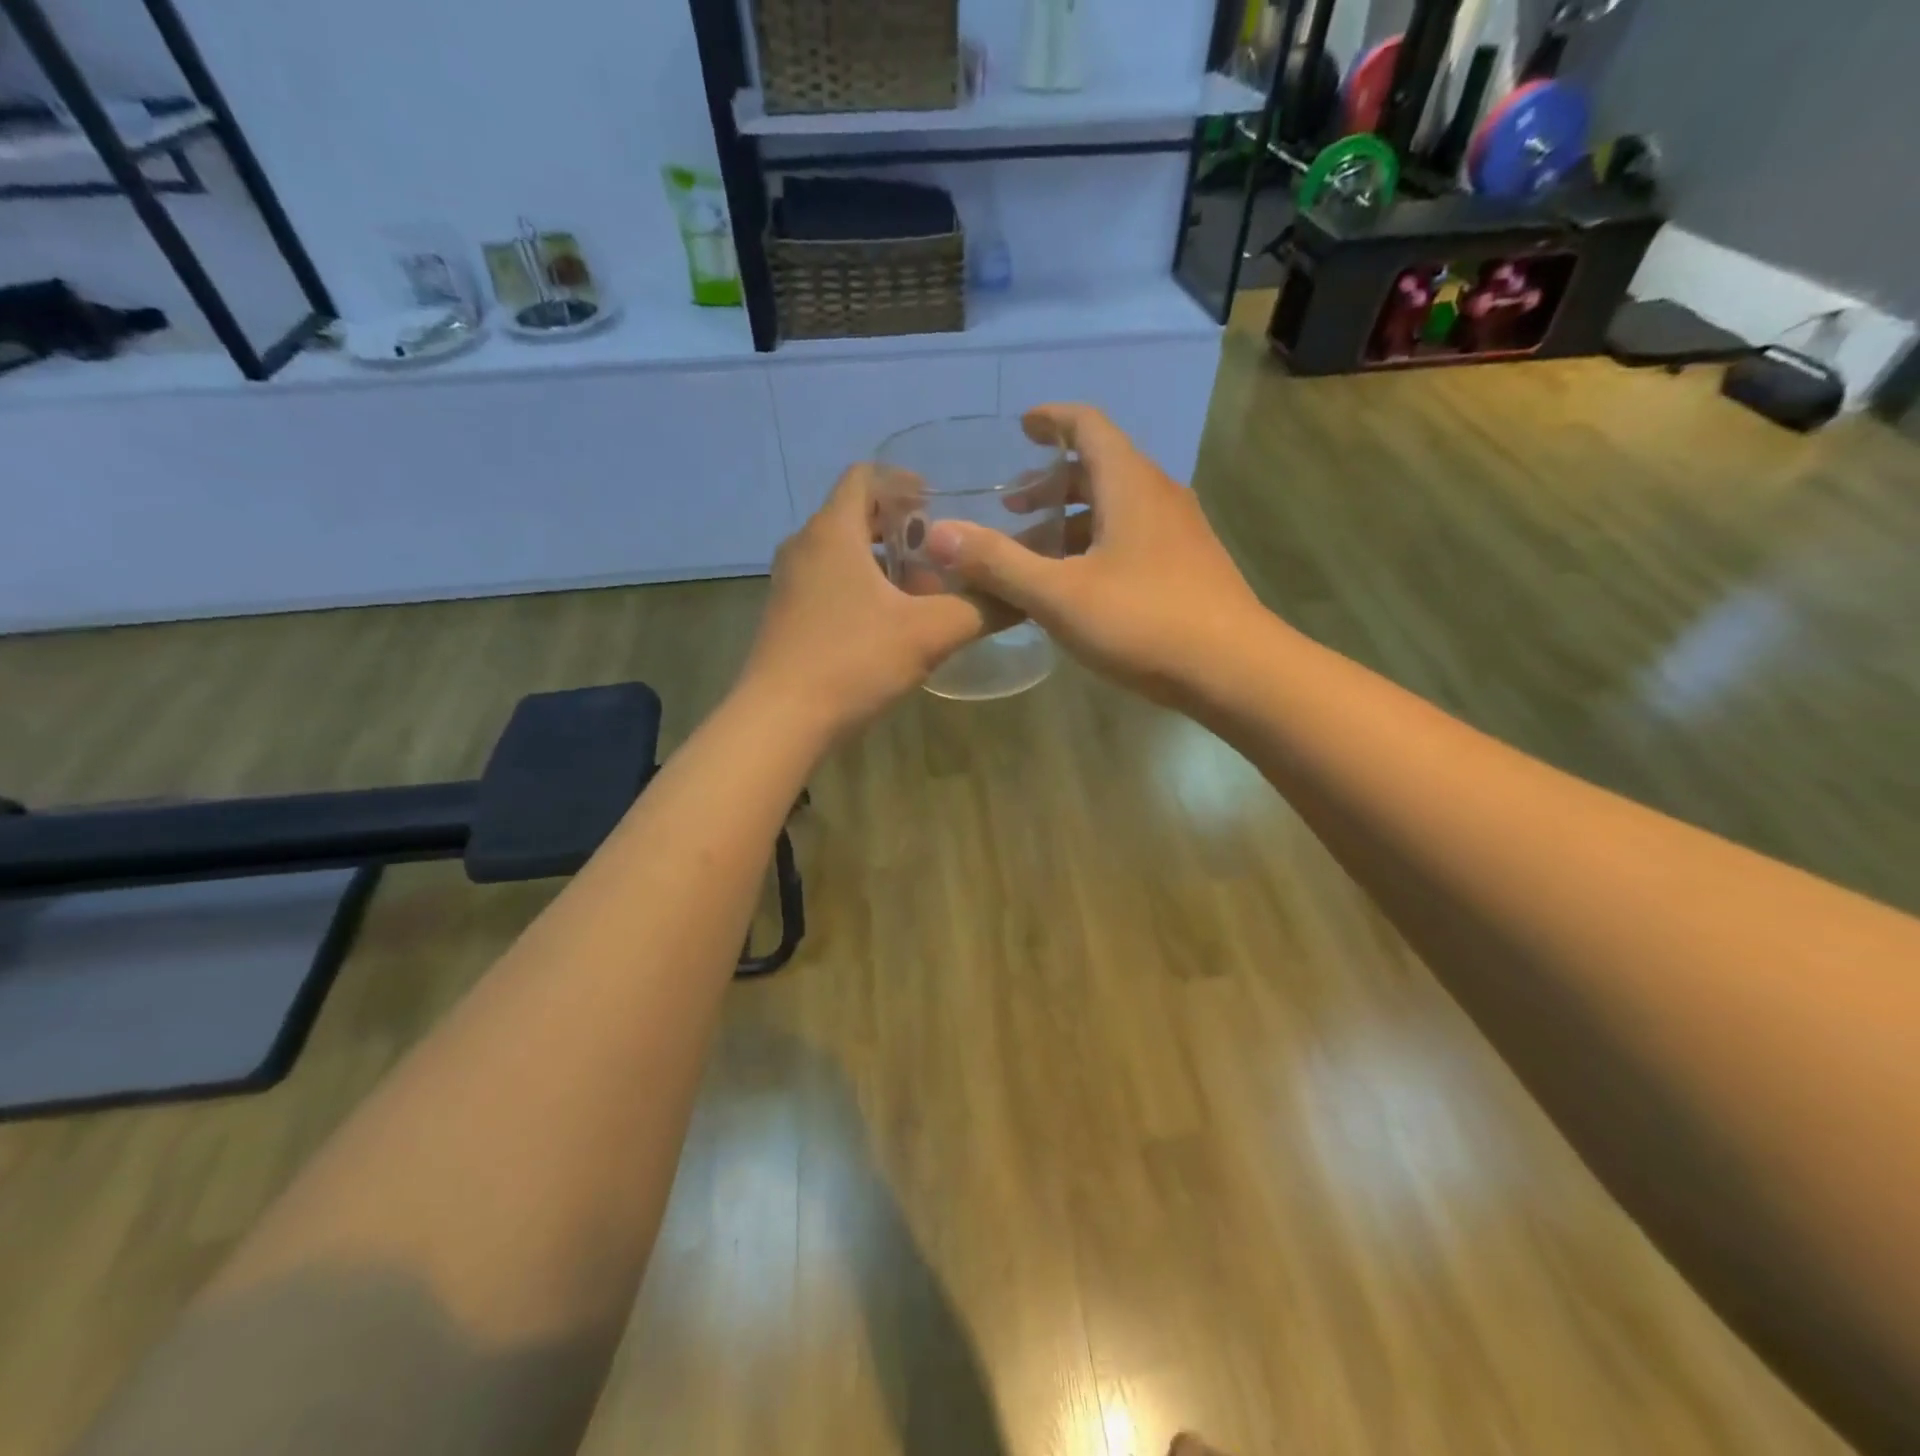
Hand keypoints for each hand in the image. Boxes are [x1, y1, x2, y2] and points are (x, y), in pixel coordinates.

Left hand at [738, 464, 991, 742]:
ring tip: (924, 591)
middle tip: (942, 551)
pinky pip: (830, 583)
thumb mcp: (930, 633)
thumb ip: (981, 608)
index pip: (865, 476)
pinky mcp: (787, 616)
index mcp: (833, 531)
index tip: (940, 503)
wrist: (781, 721)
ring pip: (843, 553)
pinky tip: (891, 624)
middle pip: (856, 515)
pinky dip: (862, 588)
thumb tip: (1024, 595)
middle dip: (902, 528)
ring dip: (884, 563)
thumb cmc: (854, 661)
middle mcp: (805, 546)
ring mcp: (790, 583)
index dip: (904, 481)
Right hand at [924, 404, 1266, 705]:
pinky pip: (1132, 536)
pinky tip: (1077, 584)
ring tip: (1035, 549)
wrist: (1235, 670)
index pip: (1088, 425)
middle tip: (1012, 506)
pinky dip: (1096, 544)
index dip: (1051, 420)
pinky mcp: (1188, 566)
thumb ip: (998, 563)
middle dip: (1051, 481)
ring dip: (1072, 518)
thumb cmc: (1144, 622)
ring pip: (1116, 507)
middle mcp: (1158, 496)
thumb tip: (937, 534)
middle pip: (1100, 467)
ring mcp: (1179, 532)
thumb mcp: (1059, 595)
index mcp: (1129, 485)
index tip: (1021, 427)